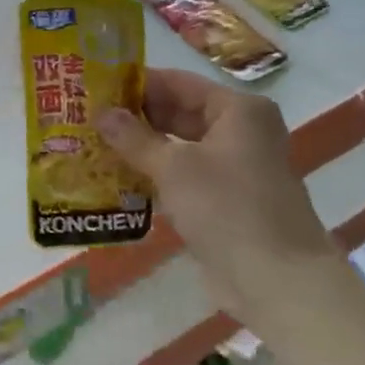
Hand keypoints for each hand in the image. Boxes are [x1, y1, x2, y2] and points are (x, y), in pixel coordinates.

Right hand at [97, 69, 333, 321]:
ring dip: (143, 148)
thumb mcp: (174, 167)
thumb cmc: (227, 207)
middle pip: (180, 113)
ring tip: (94, 144)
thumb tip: (102, 113)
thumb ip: (135, 138)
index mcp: (238, 110)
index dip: (138, 84)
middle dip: (136, 117)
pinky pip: (185, 177)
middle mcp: (241, 131)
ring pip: (180, 147)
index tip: (96, 87)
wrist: (276, 281)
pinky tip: (119, 179)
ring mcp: (235, 168)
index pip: (179, 83)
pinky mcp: (226, 201)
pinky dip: (157, 176)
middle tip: (88, 117)